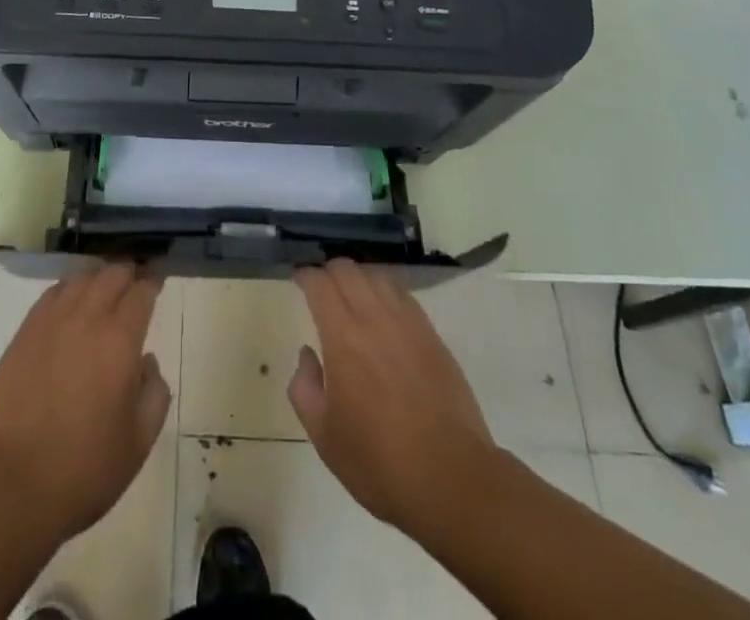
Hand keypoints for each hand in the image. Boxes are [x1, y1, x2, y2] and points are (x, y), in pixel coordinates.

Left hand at [0, 263, 170, 542]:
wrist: (14, 487)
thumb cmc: (85, 469)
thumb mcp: (139, 442)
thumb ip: (155, 394)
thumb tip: (146, 363)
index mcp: (120, 341)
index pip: (141, 292)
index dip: (153, 282)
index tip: (157, 281)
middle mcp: (87, 319)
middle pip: (111, 275)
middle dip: (128, 273)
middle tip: (135, 282)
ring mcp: (51, 323)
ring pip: (81, 279)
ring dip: (98, 279)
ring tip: (104, 290)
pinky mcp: (24, 334)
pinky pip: (52, 295)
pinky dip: (68, 290)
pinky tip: (71, 303)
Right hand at [288, 259, 499, 539]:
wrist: (451, 479)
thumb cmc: (379, 463)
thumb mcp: (324, 436)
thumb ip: (304, 388)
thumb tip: (308, 354)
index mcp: (343, 338)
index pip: (320, 284)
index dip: (305, 276)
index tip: (298, 281)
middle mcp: (374, 319)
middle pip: (348, 269)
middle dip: (329, 271)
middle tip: (322, 289)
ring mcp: (408, 324)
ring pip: (377, 276)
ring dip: (359, 277)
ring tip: (352, 296)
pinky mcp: (432, 335)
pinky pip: (403, 295)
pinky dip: (386, 291)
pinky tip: (383, 311)